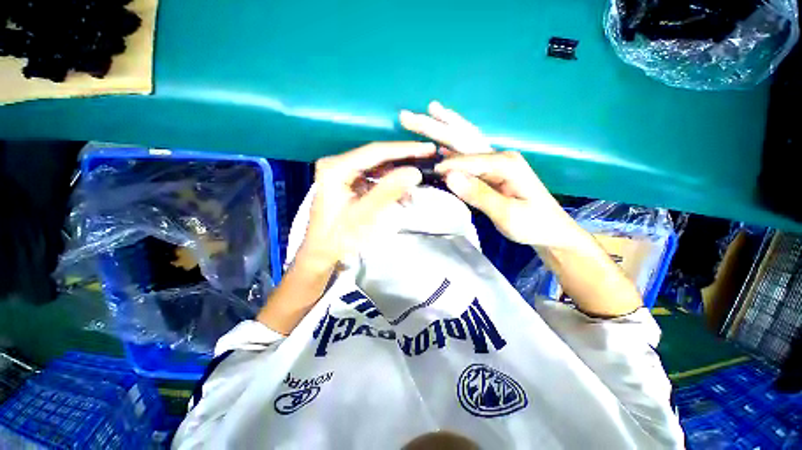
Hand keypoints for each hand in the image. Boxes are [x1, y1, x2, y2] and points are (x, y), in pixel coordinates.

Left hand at [297, 142, 433, 268]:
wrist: (321, 253)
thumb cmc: (338, 238)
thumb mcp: (363, 215)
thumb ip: (388, 192)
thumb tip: (414, 172)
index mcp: (335, 168)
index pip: (375, 152)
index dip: (404, 150)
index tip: (427, 148)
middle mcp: (337, 164)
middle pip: (377, 157)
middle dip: (403, 161)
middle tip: (428, 160)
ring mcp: (342, 172)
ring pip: (377, 167)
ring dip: (397, 176)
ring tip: (415, 186)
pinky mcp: (348, 182)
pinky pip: (373, 178)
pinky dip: (388, 185)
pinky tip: (401, 195)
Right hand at [400, 101, 571, 246]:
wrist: (550, 230)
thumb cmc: (532, 224)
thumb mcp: (508, 214)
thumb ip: (479, 195)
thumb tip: (449, 176)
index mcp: (505, 163)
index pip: (466, 160)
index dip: (446, 166)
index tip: (429, 172)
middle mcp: (499, 156)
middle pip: (462, 137)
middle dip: (435, 126)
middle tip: (408, 116)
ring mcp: (496, 160)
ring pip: (466, 139)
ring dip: (446, 124)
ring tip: (430, 109)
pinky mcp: (492, 169)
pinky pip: (469, 152)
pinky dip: (454, 142)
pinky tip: (443, 140)